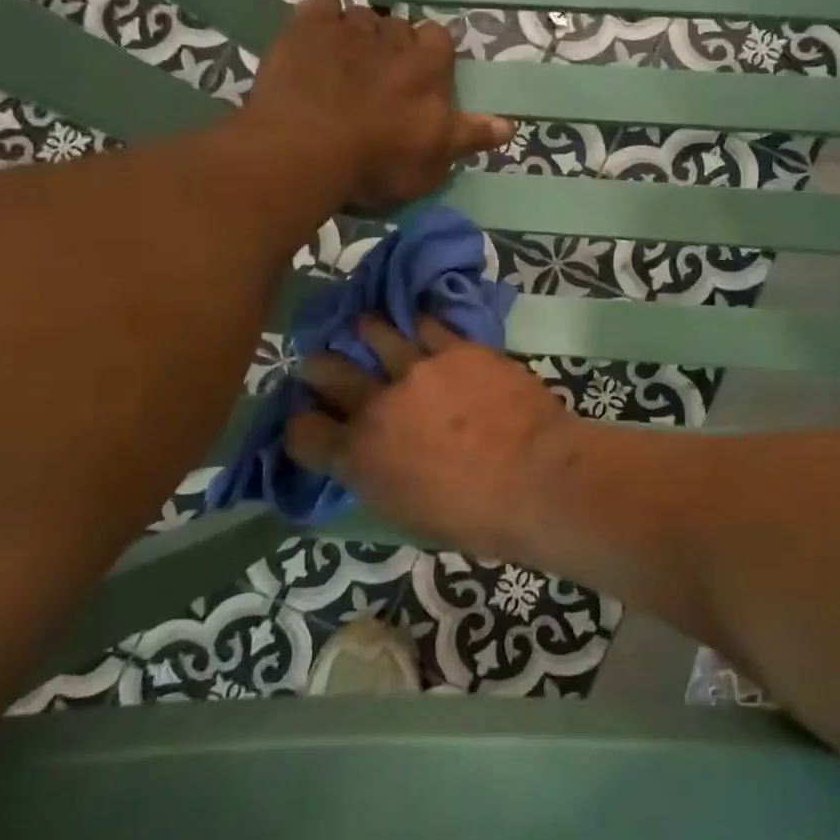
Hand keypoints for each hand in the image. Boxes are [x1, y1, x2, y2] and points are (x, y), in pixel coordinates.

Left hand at [247, 0, 513, 206]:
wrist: (306, 151)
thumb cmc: (379, 161)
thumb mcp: (435, 161)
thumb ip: (470, 136)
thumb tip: (509, 124)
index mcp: (428, 66)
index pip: (442, 39)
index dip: (433, 55)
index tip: (425, 76)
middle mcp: (393, 37)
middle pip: (401, 26)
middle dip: (395, 44)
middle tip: (383, 76)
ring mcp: (347, 29)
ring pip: (362, 15)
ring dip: (360, 32)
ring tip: (348, 62)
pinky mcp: (305, 28)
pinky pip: (322, 4)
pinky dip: (324, 18)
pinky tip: (319, 39)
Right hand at [285, 316, 574, 558]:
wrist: (536, 478)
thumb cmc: (476, 518)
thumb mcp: (407, 513)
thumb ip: (378, 478)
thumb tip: (373, 461)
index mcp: (358, 458)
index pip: (303, 433)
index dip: (302, 426)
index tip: (311, 422)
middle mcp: (376, 405)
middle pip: (328, 371)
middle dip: (318, 366)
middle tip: (320, 361)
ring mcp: (417, 369)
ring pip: (375, 331)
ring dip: (366, 330)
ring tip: (367, 326)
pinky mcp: (458, 348)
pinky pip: (428, 324)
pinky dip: (419, 323)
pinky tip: (418, 321)